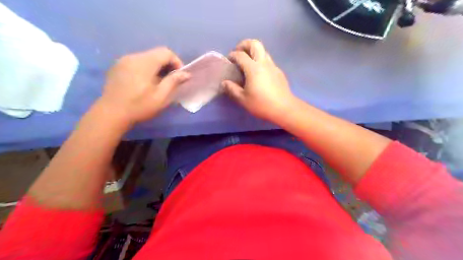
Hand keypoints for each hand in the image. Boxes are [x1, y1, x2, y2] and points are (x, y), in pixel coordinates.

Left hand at [100, 48, 189, 126]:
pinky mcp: (117, 67)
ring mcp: (123, 61)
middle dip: (167, 65)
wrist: (111, 114)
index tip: (179, 76)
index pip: (166, 52)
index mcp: (144, 62)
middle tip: (170, 81)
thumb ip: (174, 81)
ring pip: (146, 58)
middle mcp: (133, 57)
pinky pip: (137, 62)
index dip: (177, 62)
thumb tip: (186, 74)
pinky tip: (145, 83)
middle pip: (156, 54)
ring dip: (157, 68)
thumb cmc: (139, 106)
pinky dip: (146, 69)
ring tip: (158, 83)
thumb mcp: (161, 96)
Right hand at [223, 38, 295, 123]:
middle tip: (239, 52)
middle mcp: (264, 63)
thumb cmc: (262, 104)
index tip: (229, 60)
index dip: (233, 55)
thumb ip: (232, 89)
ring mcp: (273, 66)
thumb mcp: (243, 99)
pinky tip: (259, 74)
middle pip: (255, 44)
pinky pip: (268, 61)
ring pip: (263, 51)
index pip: (241, 55)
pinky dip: (261, 61)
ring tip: (248, 63)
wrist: (284, 108)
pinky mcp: (279, 72)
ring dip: (254, 52)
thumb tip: (224, 83)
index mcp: (253, 68)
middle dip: (245, 44)